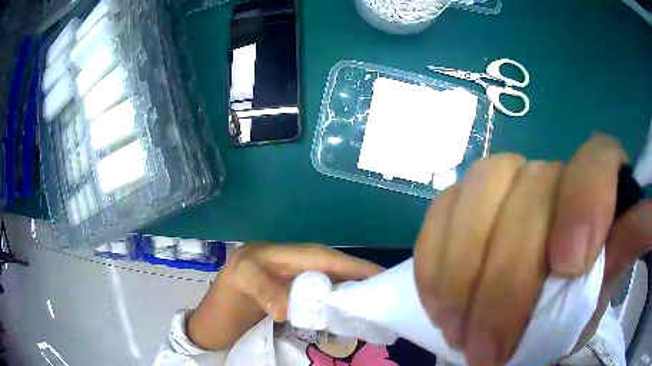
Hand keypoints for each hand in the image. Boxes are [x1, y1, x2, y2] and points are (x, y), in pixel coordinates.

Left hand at [186, 243, 382, 350]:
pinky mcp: (300, 301)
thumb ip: (262, 289)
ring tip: (376, 309)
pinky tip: (351, 319)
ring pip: (334, 285)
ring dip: (354, 295)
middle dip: (362, 280)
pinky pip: (325, 300)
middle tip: (386, 297)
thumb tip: (287, 308)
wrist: (219, 311)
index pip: (329, 258)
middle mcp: (299, 267)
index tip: (382, 277)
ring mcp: (300, 285)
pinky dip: (339, 307)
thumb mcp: (241, 279)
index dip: (356, 266)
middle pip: (337, 270)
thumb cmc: (229, 290)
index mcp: (288, 255)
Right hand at [414, 135, 648, 364]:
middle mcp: (549, 175)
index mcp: (595, 188)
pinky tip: (439, 303)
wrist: (529, 304)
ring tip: (457, 331)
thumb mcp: (601, 288)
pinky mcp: (462, 202)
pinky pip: (440, 211)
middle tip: (488, 350)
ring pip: (477, 189)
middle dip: (505, 280)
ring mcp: (502, 182)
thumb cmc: (573, 300)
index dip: (585, 202)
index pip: (597, 160)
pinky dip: (435, 260)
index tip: (568, 267)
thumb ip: (626, 251)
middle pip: (527, 191)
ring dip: (461, 272)